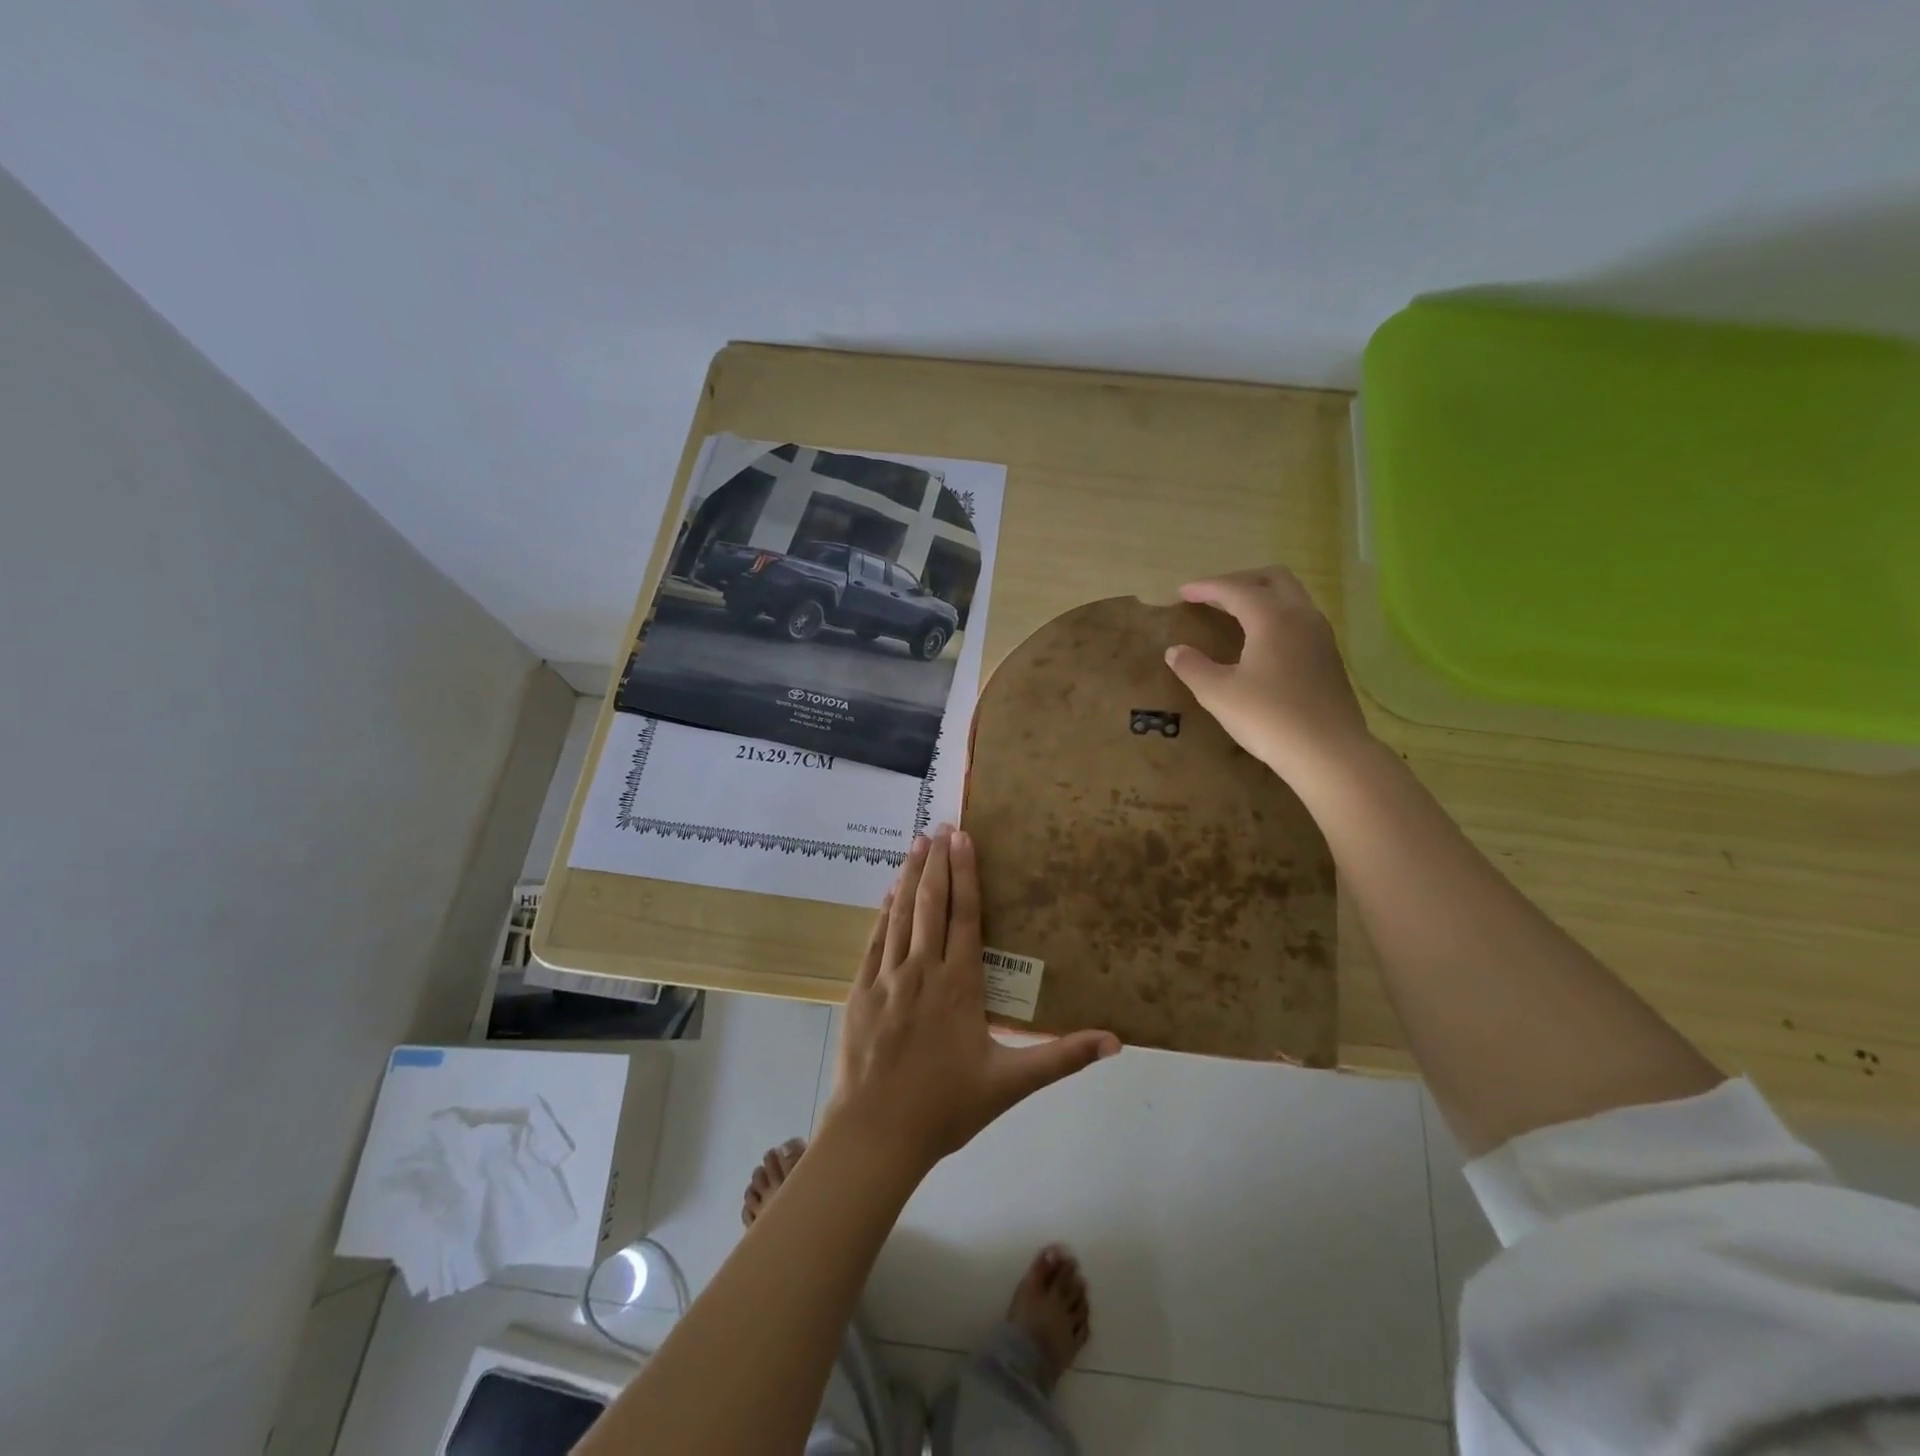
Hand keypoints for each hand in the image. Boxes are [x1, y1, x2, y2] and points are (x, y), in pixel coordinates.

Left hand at [822, 825, 1120, 1171]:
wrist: (876, 1133)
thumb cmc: (946, 1107)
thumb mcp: (1010, 1083)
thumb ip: (1061, 1057)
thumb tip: (1116, 1041)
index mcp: (959, 984)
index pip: (965, 916)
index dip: (966, 874)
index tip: (963, 838)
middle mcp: (922, 970)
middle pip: (931, 905)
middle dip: (937, 863)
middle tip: (940, 827)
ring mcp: (887, 978)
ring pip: (900, 916)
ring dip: (910, 877)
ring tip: (916, 844)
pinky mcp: (861, 991)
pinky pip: (874, 941)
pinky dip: (882, 913)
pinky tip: (888, 894)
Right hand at [1165, 565, 1373, 782]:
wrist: (1329, 753)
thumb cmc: (1269, 718)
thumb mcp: (1219, 694)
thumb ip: (1193, 668)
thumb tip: (1175, 651)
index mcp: (1272, 618)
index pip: (1235, 589)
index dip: (1206, 587)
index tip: (1182, 591)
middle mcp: (1301, 616)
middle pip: (1272, 578)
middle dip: (1239, 581)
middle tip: (1212, 596)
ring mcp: (1321, 636)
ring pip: (1291, 596)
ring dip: (1261, 595)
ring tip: (1235, 613)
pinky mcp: (1330, 657)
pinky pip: (1300, 618)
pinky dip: (1276, 615)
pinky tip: (1262, 640)